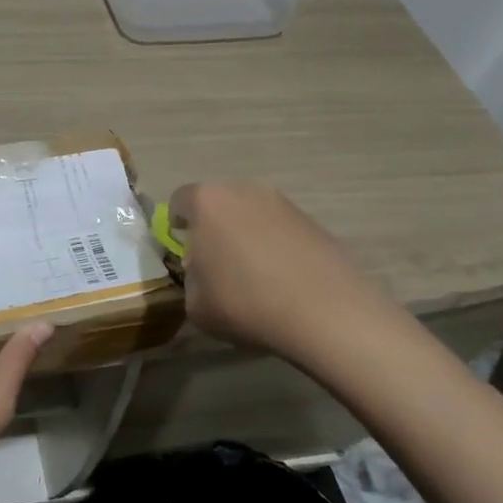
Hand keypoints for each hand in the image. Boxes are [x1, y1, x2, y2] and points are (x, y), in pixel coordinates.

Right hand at [169, 182, 409, 376]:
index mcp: (206, 202)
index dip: (176, 226)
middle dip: (212, 227)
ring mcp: (282, 202)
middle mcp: (243, 190)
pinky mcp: (312, 220)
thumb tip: (202, 273)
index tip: (184, 253)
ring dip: (245, 235)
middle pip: (217, 203)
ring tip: (253, 274)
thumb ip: (190, 279)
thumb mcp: (194, 303)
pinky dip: (275, 246)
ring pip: (250, 214)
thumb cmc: (245, 302)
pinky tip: (282, 279)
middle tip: (216, 263)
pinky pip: (279, 229)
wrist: (325, 312)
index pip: (178, 201)